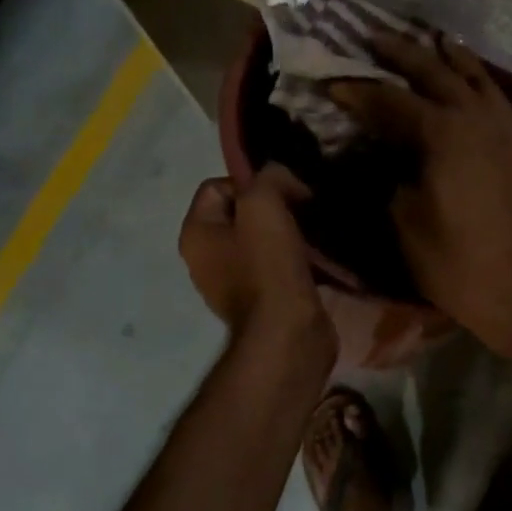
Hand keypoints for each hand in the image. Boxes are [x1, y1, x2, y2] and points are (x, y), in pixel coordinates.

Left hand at [179, 165, 334, 357]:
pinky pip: (276, 266)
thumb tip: (283, 180)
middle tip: (303, 211)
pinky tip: (316, 259)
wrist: (288, 333)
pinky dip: (295, 259)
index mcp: (195, 233)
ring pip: (261, 239)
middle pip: (241, 213)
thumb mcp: (264, 204)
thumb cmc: (268, 266)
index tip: (285, 194)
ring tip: (313, 234)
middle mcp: (205, 258)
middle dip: (274, 207)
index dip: (252, 182)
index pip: (217, 185)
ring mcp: (232, 283)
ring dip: (288, 233)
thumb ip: (269, 177)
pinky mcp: (260, 301)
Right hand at [331, 33, 511, 354]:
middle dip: (403, 54)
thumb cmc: (452, 261)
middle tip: (375, 38)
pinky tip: (475, 86)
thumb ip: (389, 173)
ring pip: (480, 79)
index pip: (392, 101)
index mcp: (444, 134)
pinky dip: (483, 87)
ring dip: (452, 59)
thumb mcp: (403, 218)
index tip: (332, 83)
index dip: (358, 91)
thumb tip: (382, 152)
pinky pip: (503, 103)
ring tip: (434, 41)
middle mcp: (480, 119)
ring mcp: (510, 129)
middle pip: (437, 72)